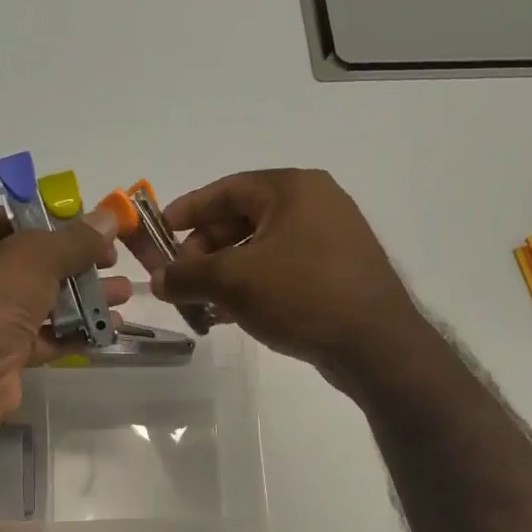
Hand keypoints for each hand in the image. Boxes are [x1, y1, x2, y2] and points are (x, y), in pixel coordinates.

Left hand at [0, 205, 129, 427]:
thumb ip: (75, 239)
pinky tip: (108, 329)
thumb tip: (110, 217)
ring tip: (123, 297)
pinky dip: (73, 332)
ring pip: (40, 302)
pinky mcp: (0, 354)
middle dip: (76, 264)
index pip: (7, 218)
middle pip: (30, 263)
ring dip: (82, 299)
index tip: (90, 229)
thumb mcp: (36, 257)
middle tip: (113, 263)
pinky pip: (42, 337)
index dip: (50, 221)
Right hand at [152, 170, 426, 385]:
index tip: (159, 234)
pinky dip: (253, 287)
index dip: (188, 211)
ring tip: (202, 304)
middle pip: (243, 219)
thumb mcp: (234, 282)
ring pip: (261, 249)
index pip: (226, 189)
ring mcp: (331, 239)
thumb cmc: (301, 295)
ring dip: (226, 274)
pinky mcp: (337, 273)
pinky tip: (232, 315)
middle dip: (205, 251)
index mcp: (292, 188)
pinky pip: (282, 270)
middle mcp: (315, 204)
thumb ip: (188, 276)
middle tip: (182, 280)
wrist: (374, 343)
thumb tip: (158, 280)